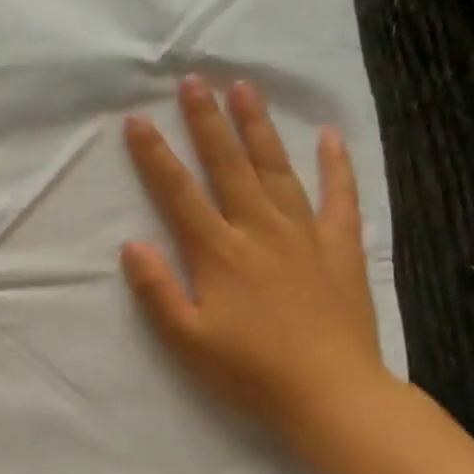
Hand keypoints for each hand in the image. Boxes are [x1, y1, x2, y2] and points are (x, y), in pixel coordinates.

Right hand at [121, 75, 392, 449]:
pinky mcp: (341, 247)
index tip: (137, 121)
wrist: (330, 393)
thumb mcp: (187, 340)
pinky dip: (336, 166)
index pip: (179, 194)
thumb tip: (132, 245)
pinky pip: (340, 197)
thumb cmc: (250, 370)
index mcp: (218, 253)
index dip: (155, 156)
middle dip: (207, 121)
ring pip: (278, 169)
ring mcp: (304, 234)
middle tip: (194, 80)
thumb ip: (157, 291)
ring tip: (245, 88)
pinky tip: (330, 137)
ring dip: (259, 127)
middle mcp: (259, 231)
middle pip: (228, 166)